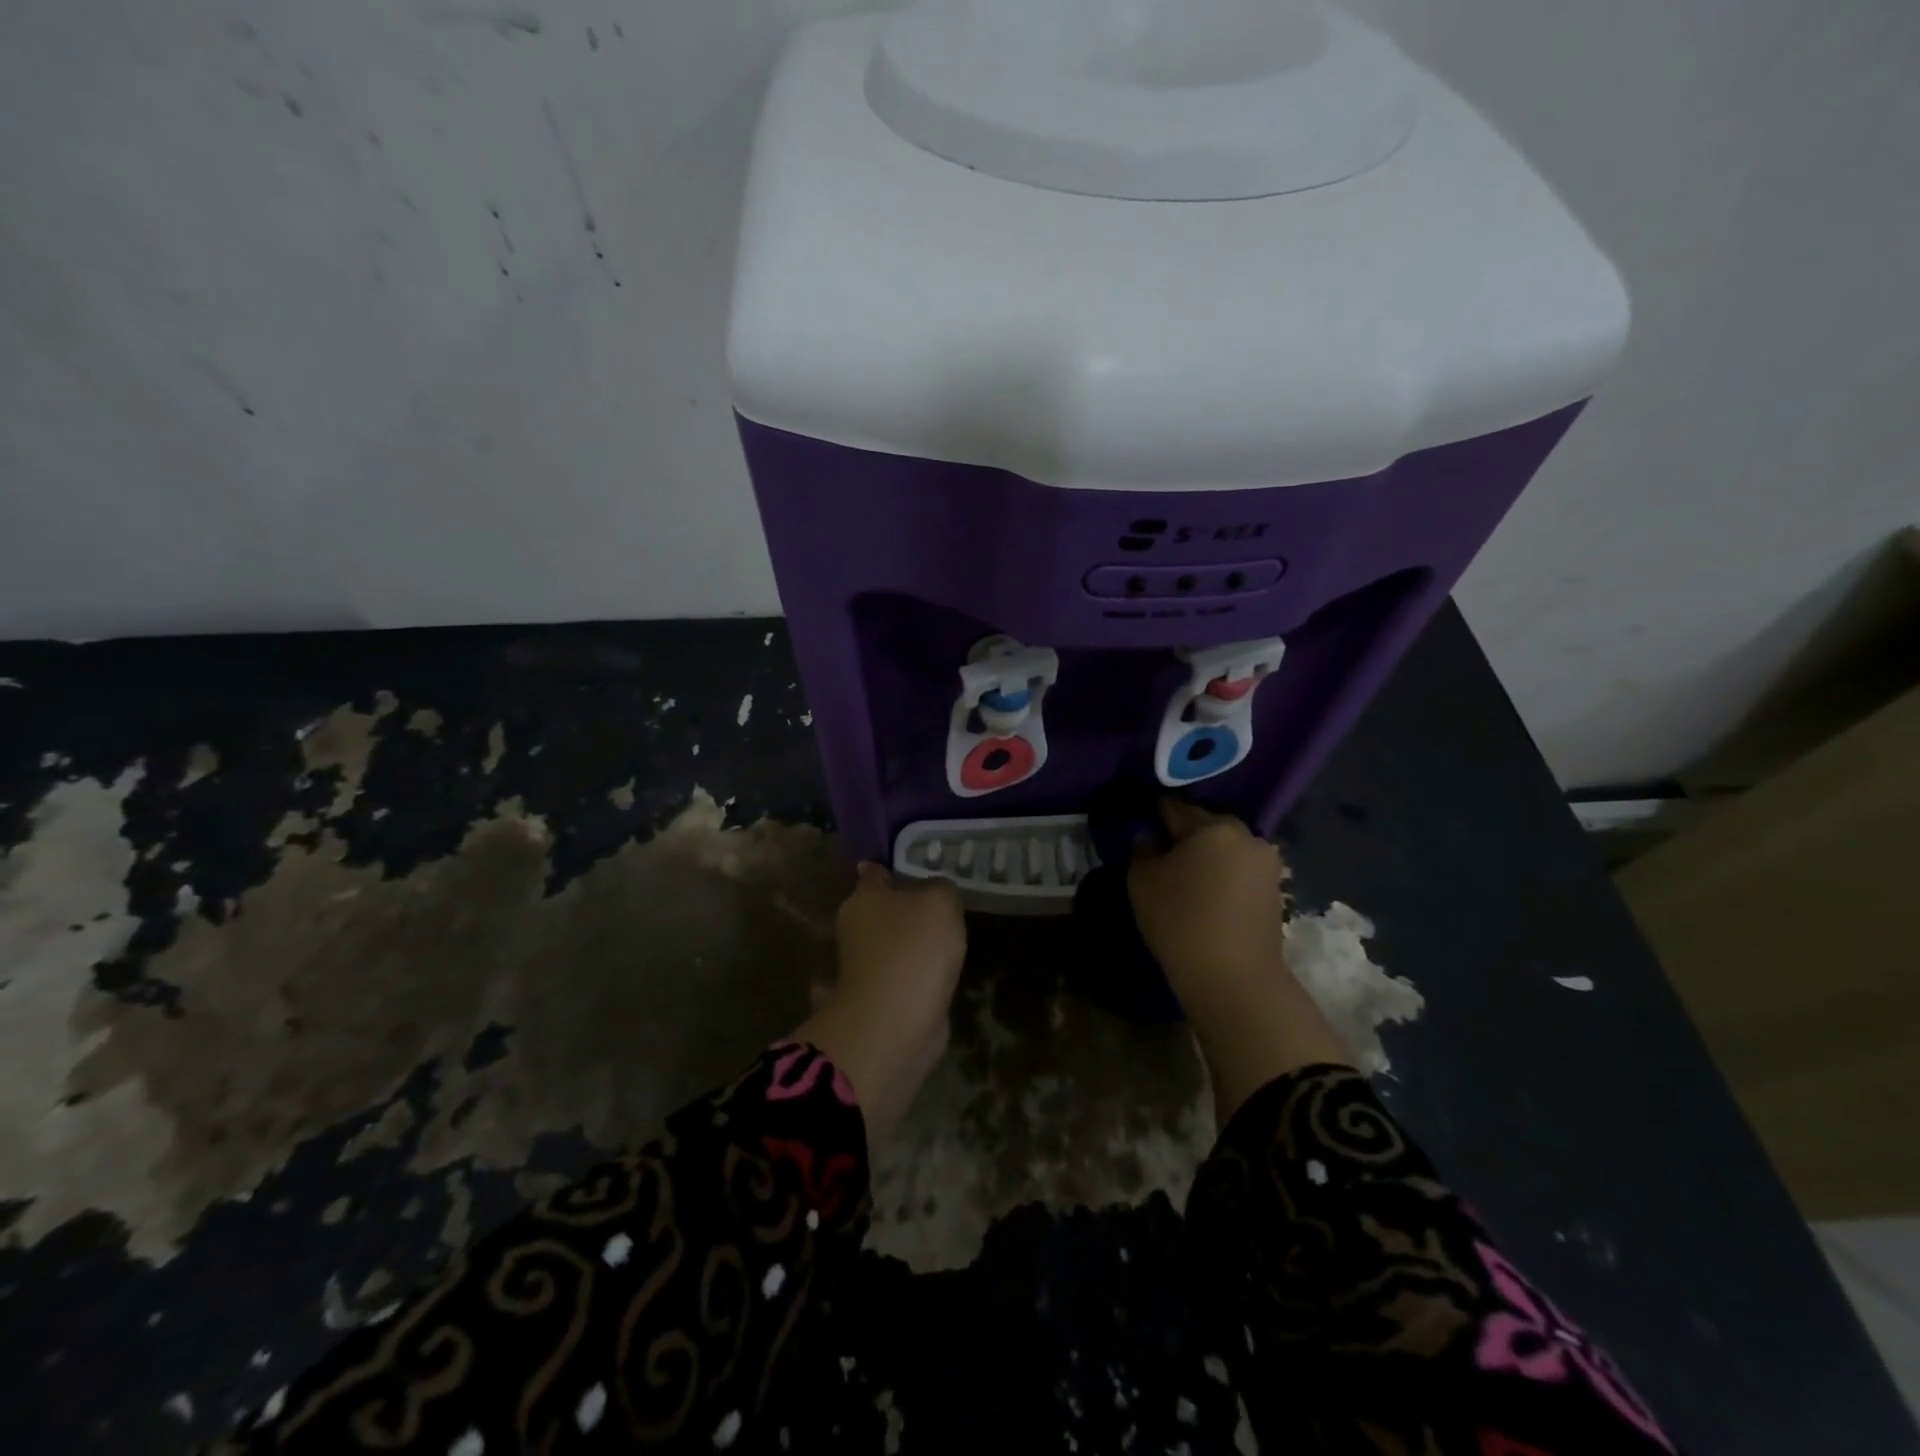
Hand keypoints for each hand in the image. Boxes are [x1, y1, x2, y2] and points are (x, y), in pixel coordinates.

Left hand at [795, 863, 966, 1143]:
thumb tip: (933, 891)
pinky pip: (898, 979)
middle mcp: (855, 930)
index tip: (910, 863)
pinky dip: (911, 978)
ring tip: (940, 940)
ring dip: (905, 946)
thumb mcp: (939, 901)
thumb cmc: (913, 948)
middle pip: (879, 910)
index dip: (889, 867)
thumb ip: (940, 888)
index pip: (873, 873)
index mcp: (862, 899)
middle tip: (937, 904)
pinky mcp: (876, 1002)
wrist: (896, 1022)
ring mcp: (863, 969)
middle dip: (900, 908)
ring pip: (887, 947)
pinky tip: (935, 976)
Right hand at [1126, 798, 1289, 1000]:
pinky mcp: (1276, 890)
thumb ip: (1142, 850)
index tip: (1142, 827)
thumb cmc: (1180, 920)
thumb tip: (1149, 838)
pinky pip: (1240, 871)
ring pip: (1226, 848)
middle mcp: (1245, 836)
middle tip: (1163, 855)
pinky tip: (1208, 895)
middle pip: (1206, 825)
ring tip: (1186, 879)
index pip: (1175, 808)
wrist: (1234, 978)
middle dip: (1185, 836)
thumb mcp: (1142, 881)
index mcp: (1212, 826)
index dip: (1154, 815)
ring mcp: (1266, 864)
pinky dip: (1224, 876)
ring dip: (1208, 857)